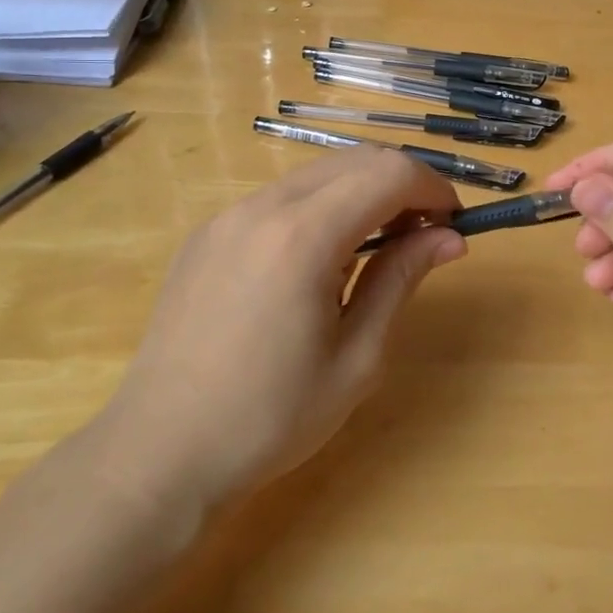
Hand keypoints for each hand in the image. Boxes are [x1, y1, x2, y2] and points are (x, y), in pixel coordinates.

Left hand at [103, 149, 465, 505]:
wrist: (159, 452)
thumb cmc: (270, 417)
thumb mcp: (357, 357)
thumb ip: (402, 280)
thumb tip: (449, 238)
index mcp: (303, 236)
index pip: (389, 173)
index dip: (433, 189)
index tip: (453, 225)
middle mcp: (262, 207)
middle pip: (354, 161)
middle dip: (401, 185)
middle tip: (423, 237)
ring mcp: (227, 216)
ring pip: (316, 174)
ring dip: (361, 193)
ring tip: (376, 249)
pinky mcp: (207, 234)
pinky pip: (279, 198)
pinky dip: (319, 208)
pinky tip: (319, 261)